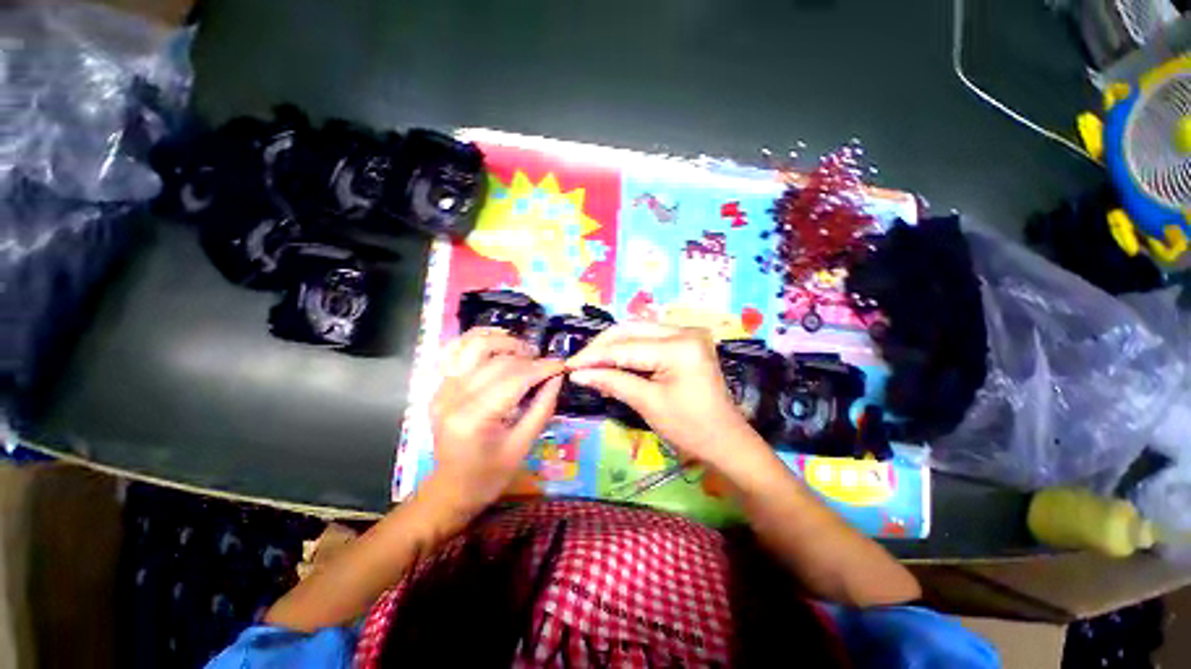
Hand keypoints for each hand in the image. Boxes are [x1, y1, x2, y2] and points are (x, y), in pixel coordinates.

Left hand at [428, 328, 564, 514]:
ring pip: (475, 346)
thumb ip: (543, 407)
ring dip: (505, 342)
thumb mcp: (524, 445)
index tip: (561, 364)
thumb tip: (557, 376)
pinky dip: (477, 337)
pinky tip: (497, 338)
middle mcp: (453, 397)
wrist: (452, 487)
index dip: (541, 368)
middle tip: (547, 365)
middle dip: (528, 359)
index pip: (513, 379)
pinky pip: (456, 349)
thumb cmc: (490, 474)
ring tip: (525, 351)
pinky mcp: (440, 385)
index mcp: (474, 418)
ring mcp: (442, 389)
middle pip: (498, 362)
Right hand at [565, 324, 761, 469]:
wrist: (726, 440)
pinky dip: (628, 349)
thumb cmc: (690, 428)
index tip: (569, 366)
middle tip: (579, 363)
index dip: (594, 356)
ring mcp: (688, 333)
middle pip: (631, 329)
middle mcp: (685, 330)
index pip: (625, 347)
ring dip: (613, 345)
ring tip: (592, 362)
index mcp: (679, 347)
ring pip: (638, 331)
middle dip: (602, 346)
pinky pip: (649, 338)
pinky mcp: (686, 341)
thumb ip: (612, 382)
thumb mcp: (647, 404)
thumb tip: (578, 374)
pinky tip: (613, 360)